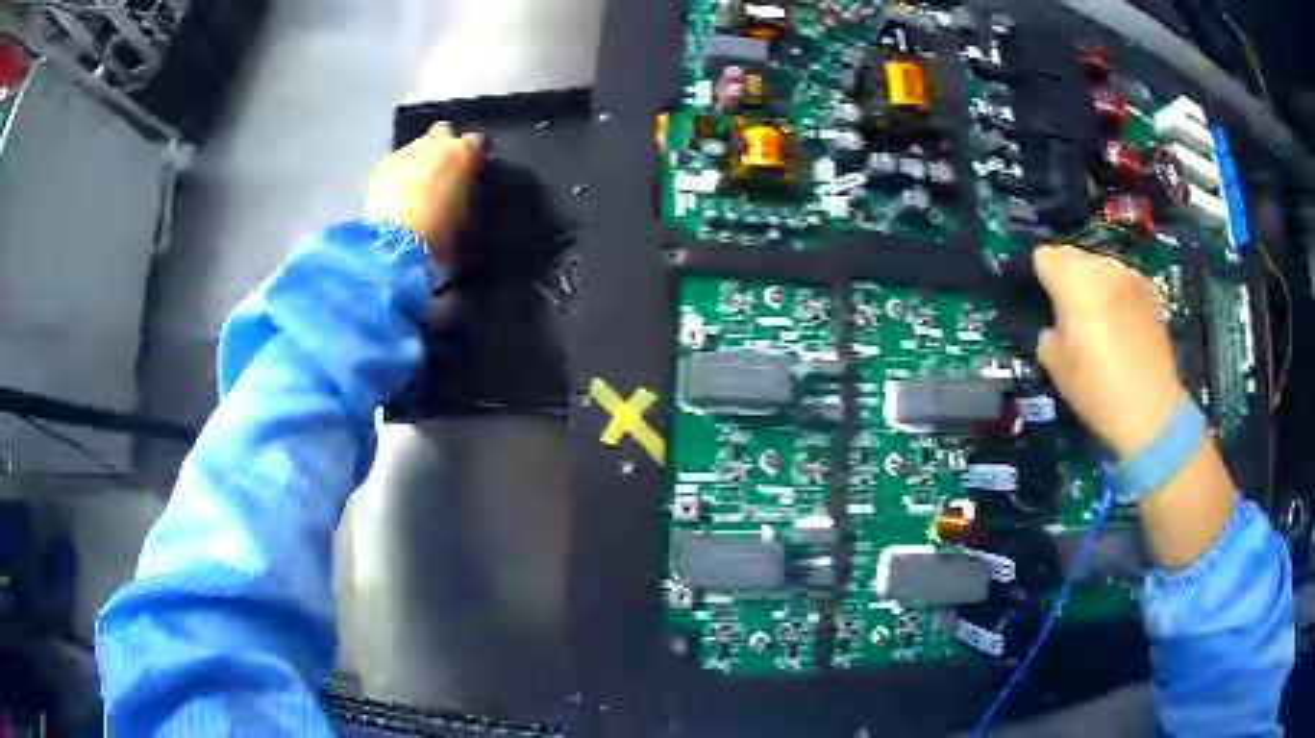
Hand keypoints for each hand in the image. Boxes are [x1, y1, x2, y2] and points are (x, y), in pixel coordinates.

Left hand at [363, 122, 481, 265]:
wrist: (396, 241)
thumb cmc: (440, 230)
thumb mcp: (465, 213)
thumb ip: (464, 192)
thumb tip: (460, 189)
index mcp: (462, 153)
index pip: (474, 141)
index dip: (470, 155)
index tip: (468, 169)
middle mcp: (434, 144)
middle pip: (441, 132)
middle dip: (440, 147)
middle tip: (439, 173)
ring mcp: (404, 152)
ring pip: (415, 148)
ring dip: (416, 162)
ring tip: (413, 189)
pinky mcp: (381, 167)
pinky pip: (394, 165)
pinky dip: (396, 175)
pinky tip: (395, 196)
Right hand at [1033, 245, 1183, 457]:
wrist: (1152, 413)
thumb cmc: (1099, 392)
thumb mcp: (1058, 369)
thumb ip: (1049, 335)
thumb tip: (1055, 326)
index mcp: (1074, 283)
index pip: (1045, 256)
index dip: (1042, 277)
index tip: (1045, 301)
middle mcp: (1102, 269)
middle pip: (1074, 256)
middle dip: (1067, 275)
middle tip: (1068, 311)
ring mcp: (1130, 277)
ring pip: (1100, 266)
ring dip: (1093, 283)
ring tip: (1097, 317)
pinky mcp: (1150, 292)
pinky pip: (1122, 280)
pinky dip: (1115, 293)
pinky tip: (1120, 323)